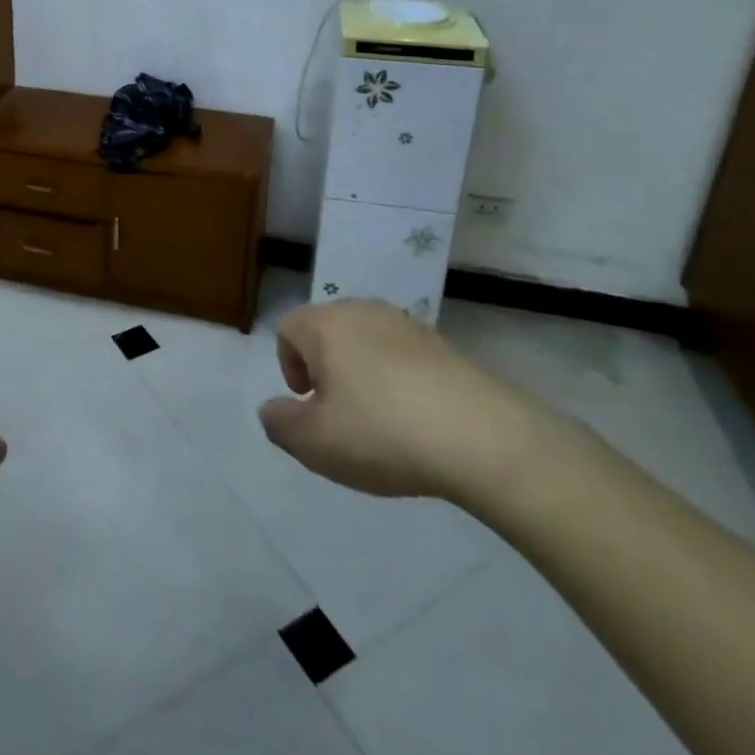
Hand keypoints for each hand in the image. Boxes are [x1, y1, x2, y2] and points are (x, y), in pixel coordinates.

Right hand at [258, 299, 543, 503]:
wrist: (482, 436)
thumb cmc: (382, 432)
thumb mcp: (315, 443)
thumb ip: (281, 425)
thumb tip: (271, 410)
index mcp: (325, 325)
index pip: (288, 328)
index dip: (288, 365)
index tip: (308, 403)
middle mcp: (362, 311)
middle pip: (328, 331)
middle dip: (325, 368)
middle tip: (340, 415)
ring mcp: (406, 325)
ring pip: (367, 343)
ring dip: (363, 374)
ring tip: (380, 422)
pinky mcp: (443, 344)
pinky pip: (403, 357)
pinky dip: (400, 382)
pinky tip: (417, 421)